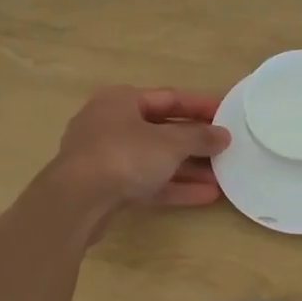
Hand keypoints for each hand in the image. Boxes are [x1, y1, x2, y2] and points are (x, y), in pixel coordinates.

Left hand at [53, 86, 230, 212]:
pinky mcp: (106, 188)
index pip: (169, 98)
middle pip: (161, 129)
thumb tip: (223, 135)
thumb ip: (199, 138)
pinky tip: (206, 195)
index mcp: (121, 100)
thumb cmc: (124, 156)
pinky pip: (146, 182)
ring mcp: (106, 157)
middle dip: (195, 142)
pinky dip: (173, 186)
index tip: (226, 113)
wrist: (75, 203)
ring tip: (222, 177)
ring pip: (154, 159)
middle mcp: (111, 123)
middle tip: (225, 148)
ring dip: (188, 168)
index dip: (200, 106)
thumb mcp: (169, 143)